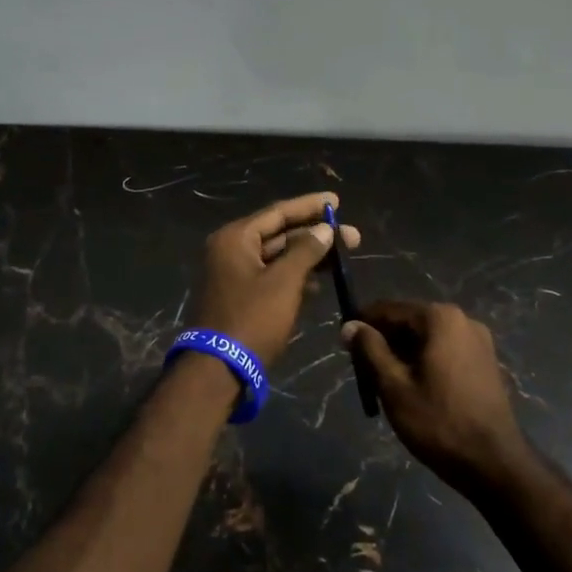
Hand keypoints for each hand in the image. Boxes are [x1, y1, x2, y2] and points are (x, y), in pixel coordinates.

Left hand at [191, 192, 359, 367]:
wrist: (218, 370)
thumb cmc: (252, 319)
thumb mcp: (284, 282)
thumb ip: (305, 251)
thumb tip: (324, 229)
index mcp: (235, 238)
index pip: (278, 212)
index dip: (310, 206)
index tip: (337, 202)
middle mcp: (231, 250)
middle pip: (279, 233)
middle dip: (315, 234)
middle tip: (352, 237)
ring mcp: (234, 274)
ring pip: (277, 256)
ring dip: (308, 256)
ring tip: (342, 258)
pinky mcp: (240, 297)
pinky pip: (272, 276)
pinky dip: (294, 276)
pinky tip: (319, 284)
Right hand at [341, 301, 528, 490]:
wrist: (495, 463)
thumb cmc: (438, 422)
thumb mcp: (394, 386)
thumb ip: (370, 350)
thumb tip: (349, 326)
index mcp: (440, 318)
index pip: (389, 309)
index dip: (363, 324)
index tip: (344, 343)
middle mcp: (462, 319)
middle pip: (410, 321)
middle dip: (384, 341)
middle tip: (363, 369)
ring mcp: (478, 340)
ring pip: (427, 338)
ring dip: (403, 353)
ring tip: (385, 383)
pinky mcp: (485, 362)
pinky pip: (445, 351)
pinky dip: (425, 361)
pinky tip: (414, 388)